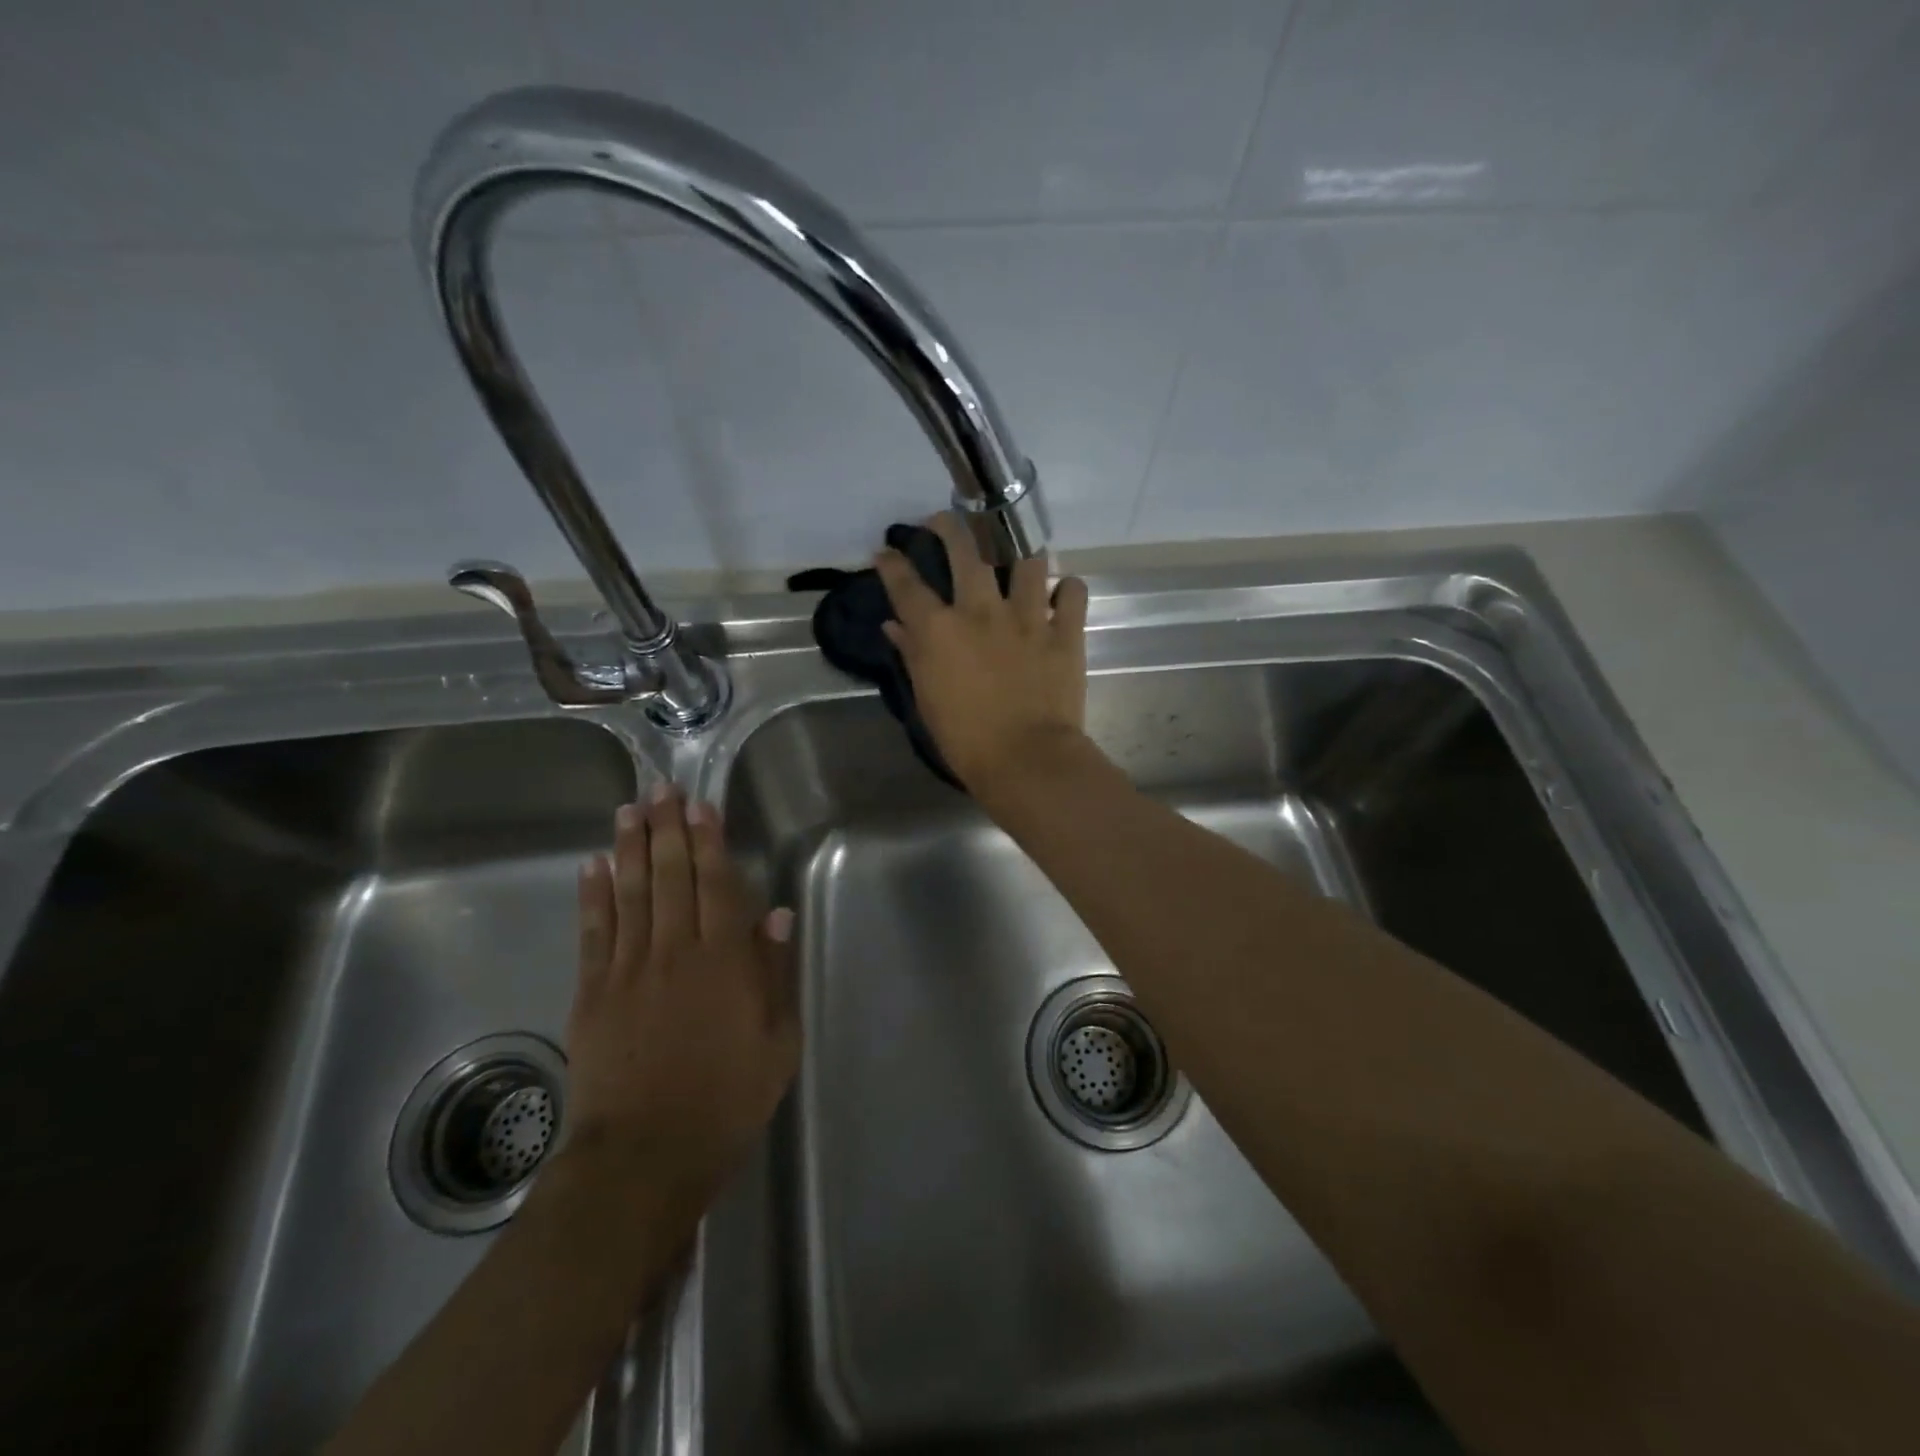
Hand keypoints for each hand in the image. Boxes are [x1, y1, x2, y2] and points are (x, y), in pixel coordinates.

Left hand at [561, 786, 798, 1206]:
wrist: (646, 1156)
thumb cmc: (727, 1100)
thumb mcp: (777, 1043)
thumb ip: (774, 974)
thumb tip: (774, 916)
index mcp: (723, 961)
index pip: (716, 885)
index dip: (708, 841)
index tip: (699, 805)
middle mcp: (674, 952)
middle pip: (670, 877)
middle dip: (666, 829)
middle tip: (660, 789)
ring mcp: (627, 970)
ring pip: (629, 893)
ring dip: (630, 848)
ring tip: (629, 810)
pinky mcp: (592, 993)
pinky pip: (593, 932)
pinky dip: (593, 895)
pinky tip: (594, 866)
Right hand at [874, 512, 1090, 795]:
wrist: (1026, 760)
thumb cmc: (966, 739)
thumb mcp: (927, 699)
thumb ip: (911, 654)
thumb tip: (895, 625)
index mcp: (940, 630)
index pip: (907, 585)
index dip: (892, 564)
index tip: (886, 551)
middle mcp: (981, 611)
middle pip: (964, 549)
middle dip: (949, 525)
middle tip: (943, 520)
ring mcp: (1027, 617)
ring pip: (1026, 559)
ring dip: (1019, 551)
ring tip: (1015, 552)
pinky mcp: (1065, 632)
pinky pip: (1073, 592)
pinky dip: (1068, 589)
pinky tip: (1062, 593)